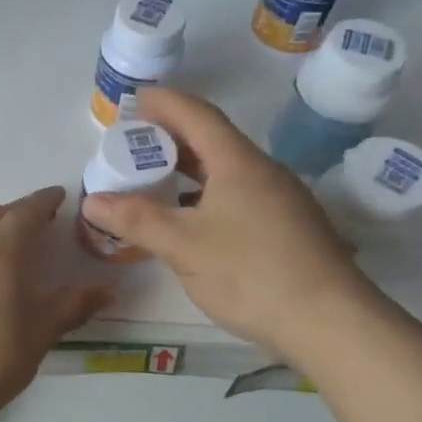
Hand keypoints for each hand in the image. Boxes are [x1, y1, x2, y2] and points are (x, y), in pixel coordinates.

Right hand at [78, 88, 373, 354]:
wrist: (329, 322)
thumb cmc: (251, 273)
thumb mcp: (183, 246)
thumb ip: (136, 220)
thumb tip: (92, 200)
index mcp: (239, 164)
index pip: (197, 116)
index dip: (164, 103)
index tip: (135, 99)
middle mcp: (263, 173)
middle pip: (212, 141)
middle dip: (171, 137)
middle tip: (134, 142)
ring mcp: (280, 201)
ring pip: (225, 172)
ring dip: (187, 169)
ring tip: (153, 178)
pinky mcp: (286, 229)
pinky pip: (237, 196)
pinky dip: (204, 196)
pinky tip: (188, 220)